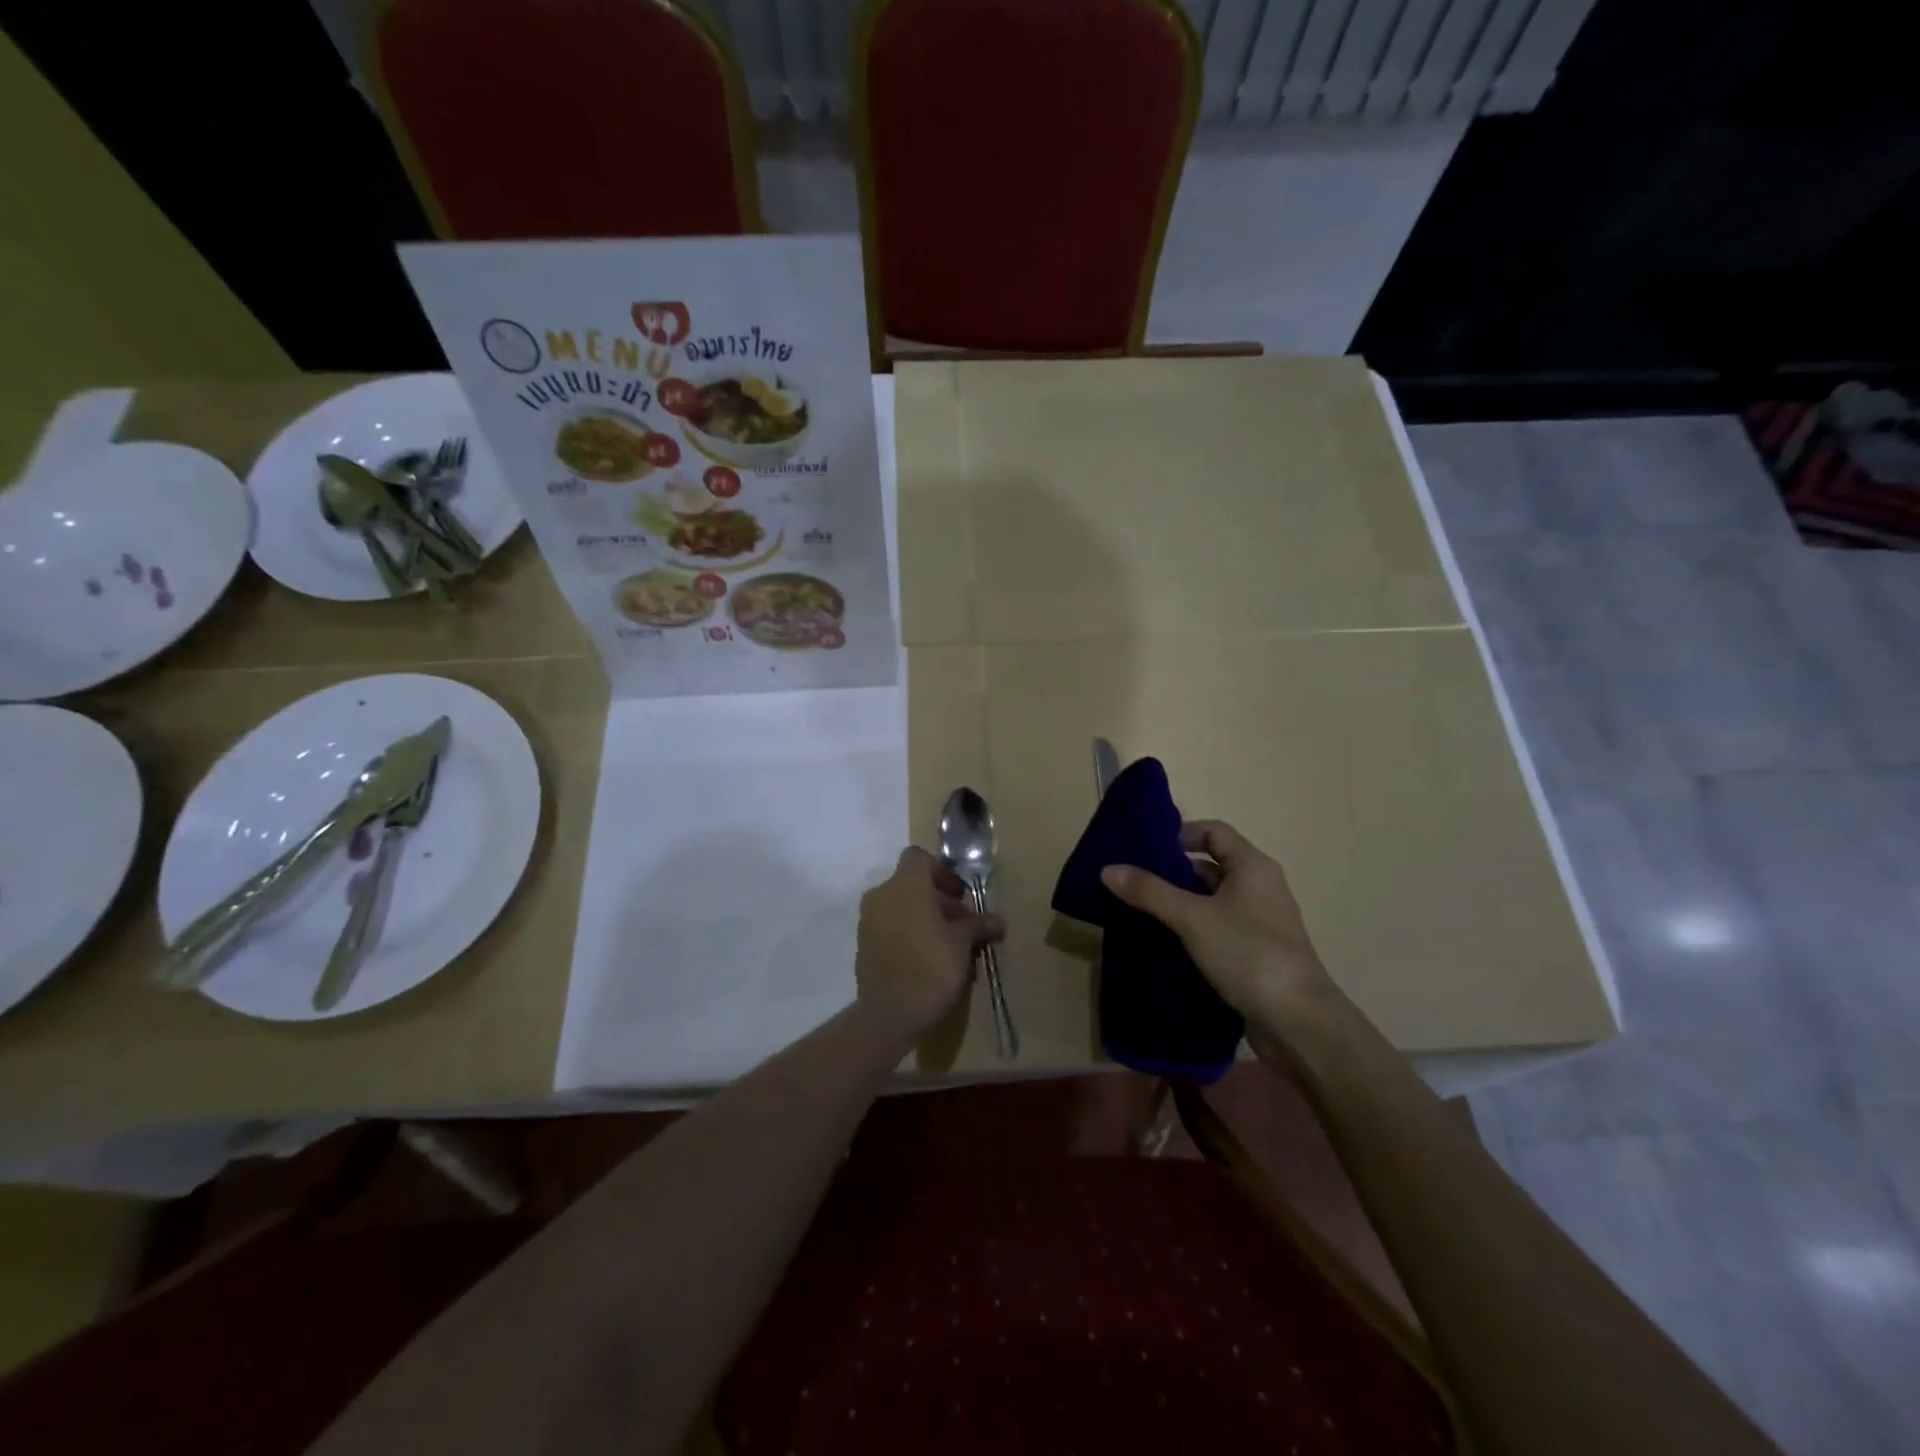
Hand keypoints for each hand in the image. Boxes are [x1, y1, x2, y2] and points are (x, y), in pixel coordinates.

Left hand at [855, 848, 1004, 1043]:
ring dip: (925, 920)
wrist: (890, 1013)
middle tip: (964, 927)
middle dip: (940, 902)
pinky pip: (890, 930)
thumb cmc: (932, 966)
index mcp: (905, 885)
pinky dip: (909, 936)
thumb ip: (979, 925)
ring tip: (950, 948)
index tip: (960, 897)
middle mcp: (881, 895)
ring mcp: (868, 921)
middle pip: (912, 885)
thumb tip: (998, 921)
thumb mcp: (963, 943)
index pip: (919, 858)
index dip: (942, 872)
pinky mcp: (863, 946)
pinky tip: (929, 962)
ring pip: (901, 909)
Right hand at [1100, 820, 1338, 1036]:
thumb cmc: (1247, 954)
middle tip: (1134, 883)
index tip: (1145, 850)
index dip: (1179, 834)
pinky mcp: (1257, 953)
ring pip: (1213, 901)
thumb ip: (1150, 892)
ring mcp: (1261, 923)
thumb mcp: (1192, 918)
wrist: (1298, 1022)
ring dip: (1180, 904)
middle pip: (1211, 866)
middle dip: (1173, 872)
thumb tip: (1108, 868)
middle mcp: (1261, 887)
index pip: (1213, 831)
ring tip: (1140, 913)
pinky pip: (1219, 929)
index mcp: (1253, 867)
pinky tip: (1166, 944)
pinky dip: (1193, 931)